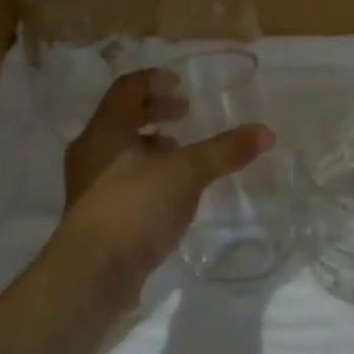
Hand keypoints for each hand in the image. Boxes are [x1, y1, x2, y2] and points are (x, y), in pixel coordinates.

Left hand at [57, 69, 272, 309]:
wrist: (92, 273)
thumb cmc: (135, 206)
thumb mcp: (186, 173)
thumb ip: (224, 151)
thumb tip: (266, 132)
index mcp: (106, 128)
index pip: (127, 88)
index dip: (154, 80)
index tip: (182, 86)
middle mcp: (91, 150)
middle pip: (122, 117)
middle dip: (155, 112)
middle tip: (185, 114)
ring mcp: (88, 184)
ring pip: (121, 151)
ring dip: (150, 145)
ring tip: (181, 152)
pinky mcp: (94, 215)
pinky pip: (121, 180)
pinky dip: (145, 174)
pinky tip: (169, 193)